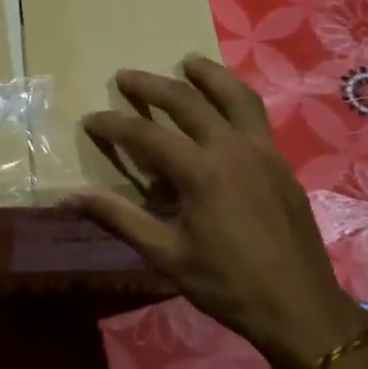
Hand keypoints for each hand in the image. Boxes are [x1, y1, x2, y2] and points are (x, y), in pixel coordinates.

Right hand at [67, 55, 365, 368]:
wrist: (299, 306)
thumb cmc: (226, 284)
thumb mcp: (165, 255)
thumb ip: (119, 218)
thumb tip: (68, 198)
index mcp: (201, 171)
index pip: (147, 135)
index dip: (114, 125)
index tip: (90, 118)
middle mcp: (233, 149)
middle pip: (189, 101)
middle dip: (153, 85)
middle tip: (126, 76)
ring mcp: (264, 152)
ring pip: (235, 96)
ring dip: (208, 75)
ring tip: (188, 62)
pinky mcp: (282, 163)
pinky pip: (256, 116)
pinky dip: (235, 99)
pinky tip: (226, 107)